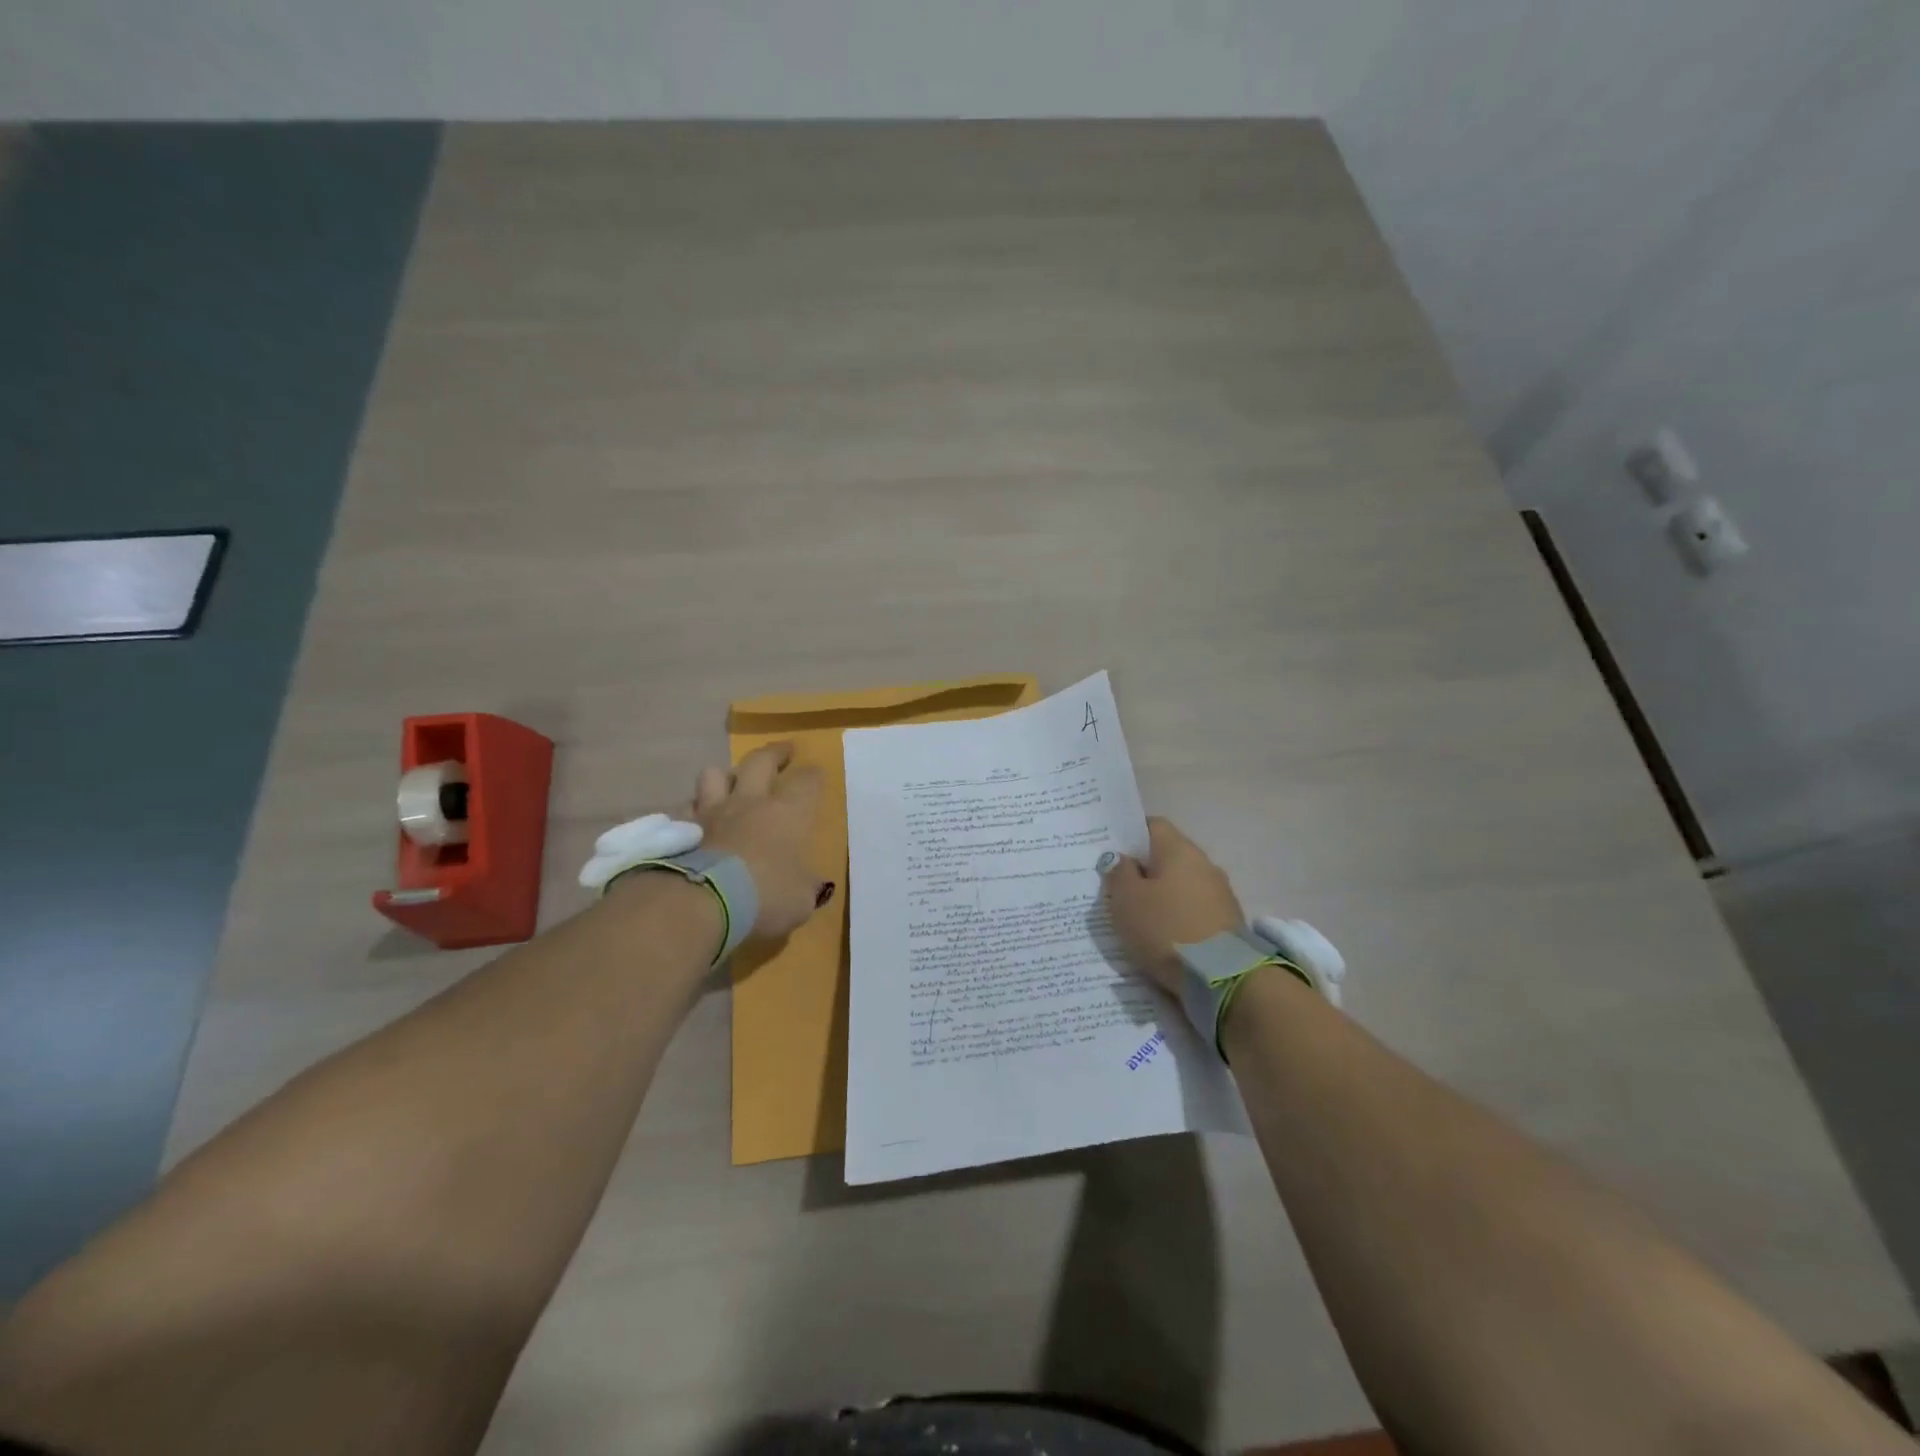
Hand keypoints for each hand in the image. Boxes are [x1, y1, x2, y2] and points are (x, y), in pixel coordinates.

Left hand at [689, 741, 830, 940]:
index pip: (807, 782)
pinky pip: (685, 810)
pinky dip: (692, 812)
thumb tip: (806, 886)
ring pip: (714, 775)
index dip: (813, 775)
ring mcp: (711, 812)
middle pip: (761, 761)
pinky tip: (694, 823)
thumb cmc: (765, 896)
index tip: (816, 773)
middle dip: (775, 753)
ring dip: (724, 776)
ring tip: (728, 782)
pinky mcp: (679, 829)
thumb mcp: (800, 900)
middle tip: (783, 750)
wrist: (702, 901)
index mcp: (788, 813)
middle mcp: (750, 803)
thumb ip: (804, 887)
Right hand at [1102, 817, 1245, 993]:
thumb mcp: (1126, 900)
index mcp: (1179, 849)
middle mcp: (1204, 863)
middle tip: (1118, 888)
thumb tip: (1121, 859)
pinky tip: (1164, 935)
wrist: (1223, 978)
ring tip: (1139, 916)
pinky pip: (1194, 910)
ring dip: (1163, 896)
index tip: (1111, 853)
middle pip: (1168, 856)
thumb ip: (1119, 874)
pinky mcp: (1228, 922)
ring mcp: (1221, 894)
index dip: (1130, 835)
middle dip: (1145, 870)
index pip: (1152, 826)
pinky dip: (1178, 917)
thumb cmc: (1166, 928)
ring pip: (1182, 885)